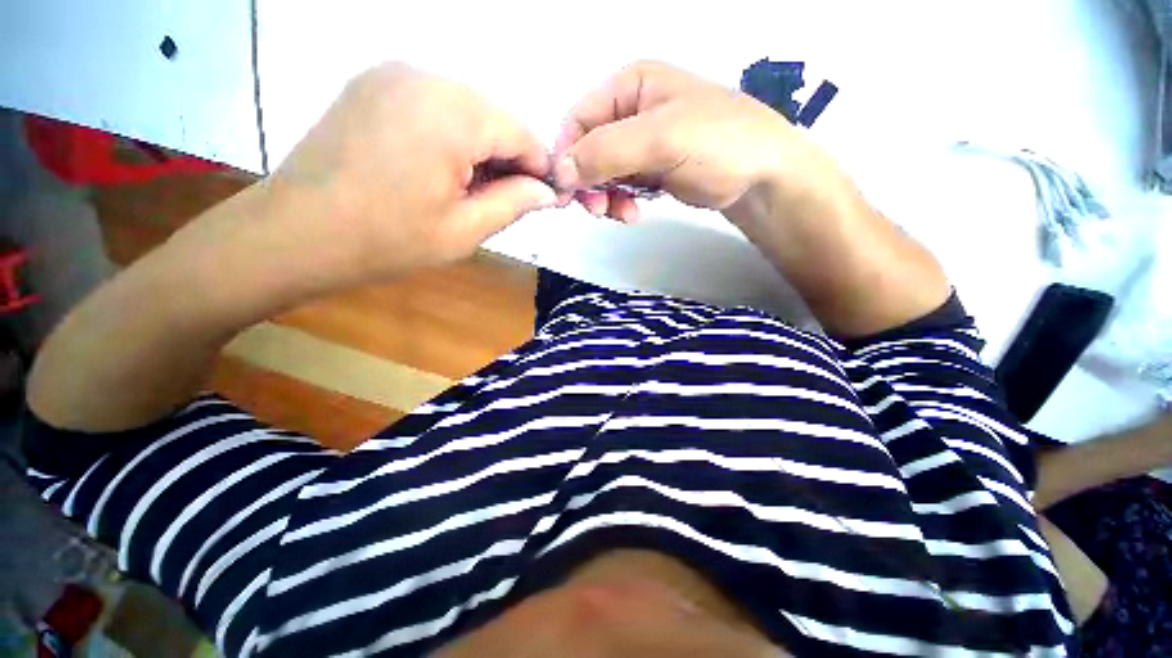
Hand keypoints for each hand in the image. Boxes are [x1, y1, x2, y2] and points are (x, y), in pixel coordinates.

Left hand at [262, 63, 555, 283]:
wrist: (297, 233)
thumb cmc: (388, 240)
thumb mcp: (465, 230)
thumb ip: (514, 204)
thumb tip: (547, 192)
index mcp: (452, 114)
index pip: (521, 132)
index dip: (539, 167)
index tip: (542, 198)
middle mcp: (424, 77)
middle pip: (494, 116)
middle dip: (508, 158)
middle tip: (503, 200)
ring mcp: (393, 75)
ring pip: (465, 108)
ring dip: (480, 147)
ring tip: (469, 189)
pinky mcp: (373, 84)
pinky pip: (433, 103)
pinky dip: (450, 134)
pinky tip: (439, 169)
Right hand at [553, 61, 838, 222]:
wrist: (762, 176)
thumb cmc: (717, 144)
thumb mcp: (660, 139)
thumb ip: (606, 152)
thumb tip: (559, 173)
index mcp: (631, 86)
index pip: (579, 120)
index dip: (567, 156)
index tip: (567, 193)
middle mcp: (631, 111)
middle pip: (588, 149)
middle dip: (587, 182)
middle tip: (596, 210)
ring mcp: (642, 143)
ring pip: (602, 173)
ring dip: (604, 197)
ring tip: (620, 214)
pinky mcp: (650, 170)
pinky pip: (620, 186)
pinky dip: (619, 202)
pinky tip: (631, 213)